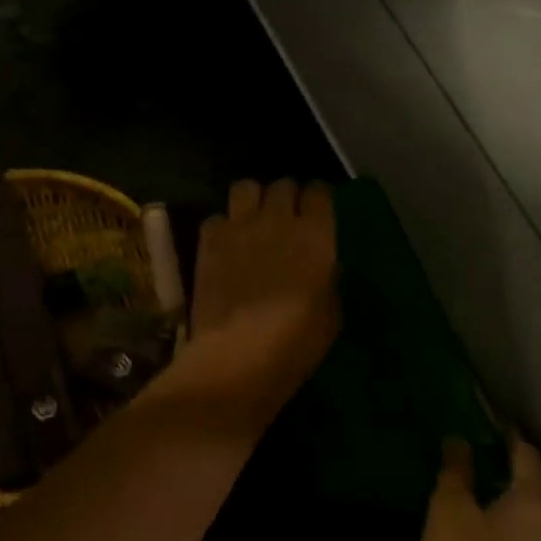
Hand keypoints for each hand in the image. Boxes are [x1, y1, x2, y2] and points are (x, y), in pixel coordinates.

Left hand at [161, 178, 339, 430]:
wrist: (238, 354)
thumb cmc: (296, 342)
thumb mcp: (331, 314)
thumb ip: (329, 279)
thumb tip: (325, 265)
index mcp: (316, 235)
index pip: (320, 192)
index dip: (319, 198)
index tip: (318, 210)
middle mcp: (279, 219)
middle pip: (283, 185)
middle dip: (287, 196)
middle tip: (286, 217)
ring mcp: (240, 226)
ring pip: (246, 187)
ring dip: (253, 200)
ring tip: (253, 220)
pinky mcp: (210, 240)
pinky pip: (217, 217)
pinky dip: (222, 227)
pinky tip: (225, 245)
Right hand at [419, 435, 540, 540]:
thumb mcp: (448, 511)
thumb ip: (456, 471)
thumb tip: (459, 438)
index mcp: (536, 503)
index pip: (529, 455)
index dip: (511, 436)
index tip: (496, 422)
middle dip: (530, 467)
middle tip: (502, 454)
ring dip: (531, 502)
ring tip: (502, 495)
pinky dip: (530, 533)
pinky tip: (506, 540)